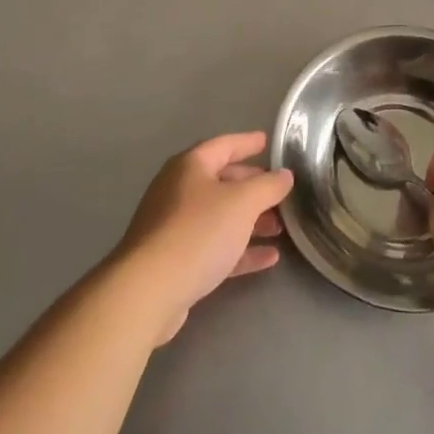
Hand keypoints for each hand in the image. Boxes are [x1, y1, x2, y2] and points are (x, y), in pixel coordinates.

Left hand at [113, 132, 294, 343]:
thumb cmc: (198, 232)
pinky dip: (241, 250)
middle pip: (222, 182)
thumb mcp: (242, 203)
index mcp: (190, 166)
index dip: (247, 143)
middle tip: (280, 193)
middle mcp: (179, 191)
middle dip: (253, 187)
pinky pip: (215, 247)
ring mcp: (175, 227)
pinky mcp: (176, 261)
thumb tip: (284, 175)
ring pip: (220, 217)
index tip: (267, 141)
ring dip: (251, 221)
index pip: (224, 145)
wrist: (148, 292)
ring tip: (280, 228)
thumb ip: (268, 186)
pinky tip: (268, 258)